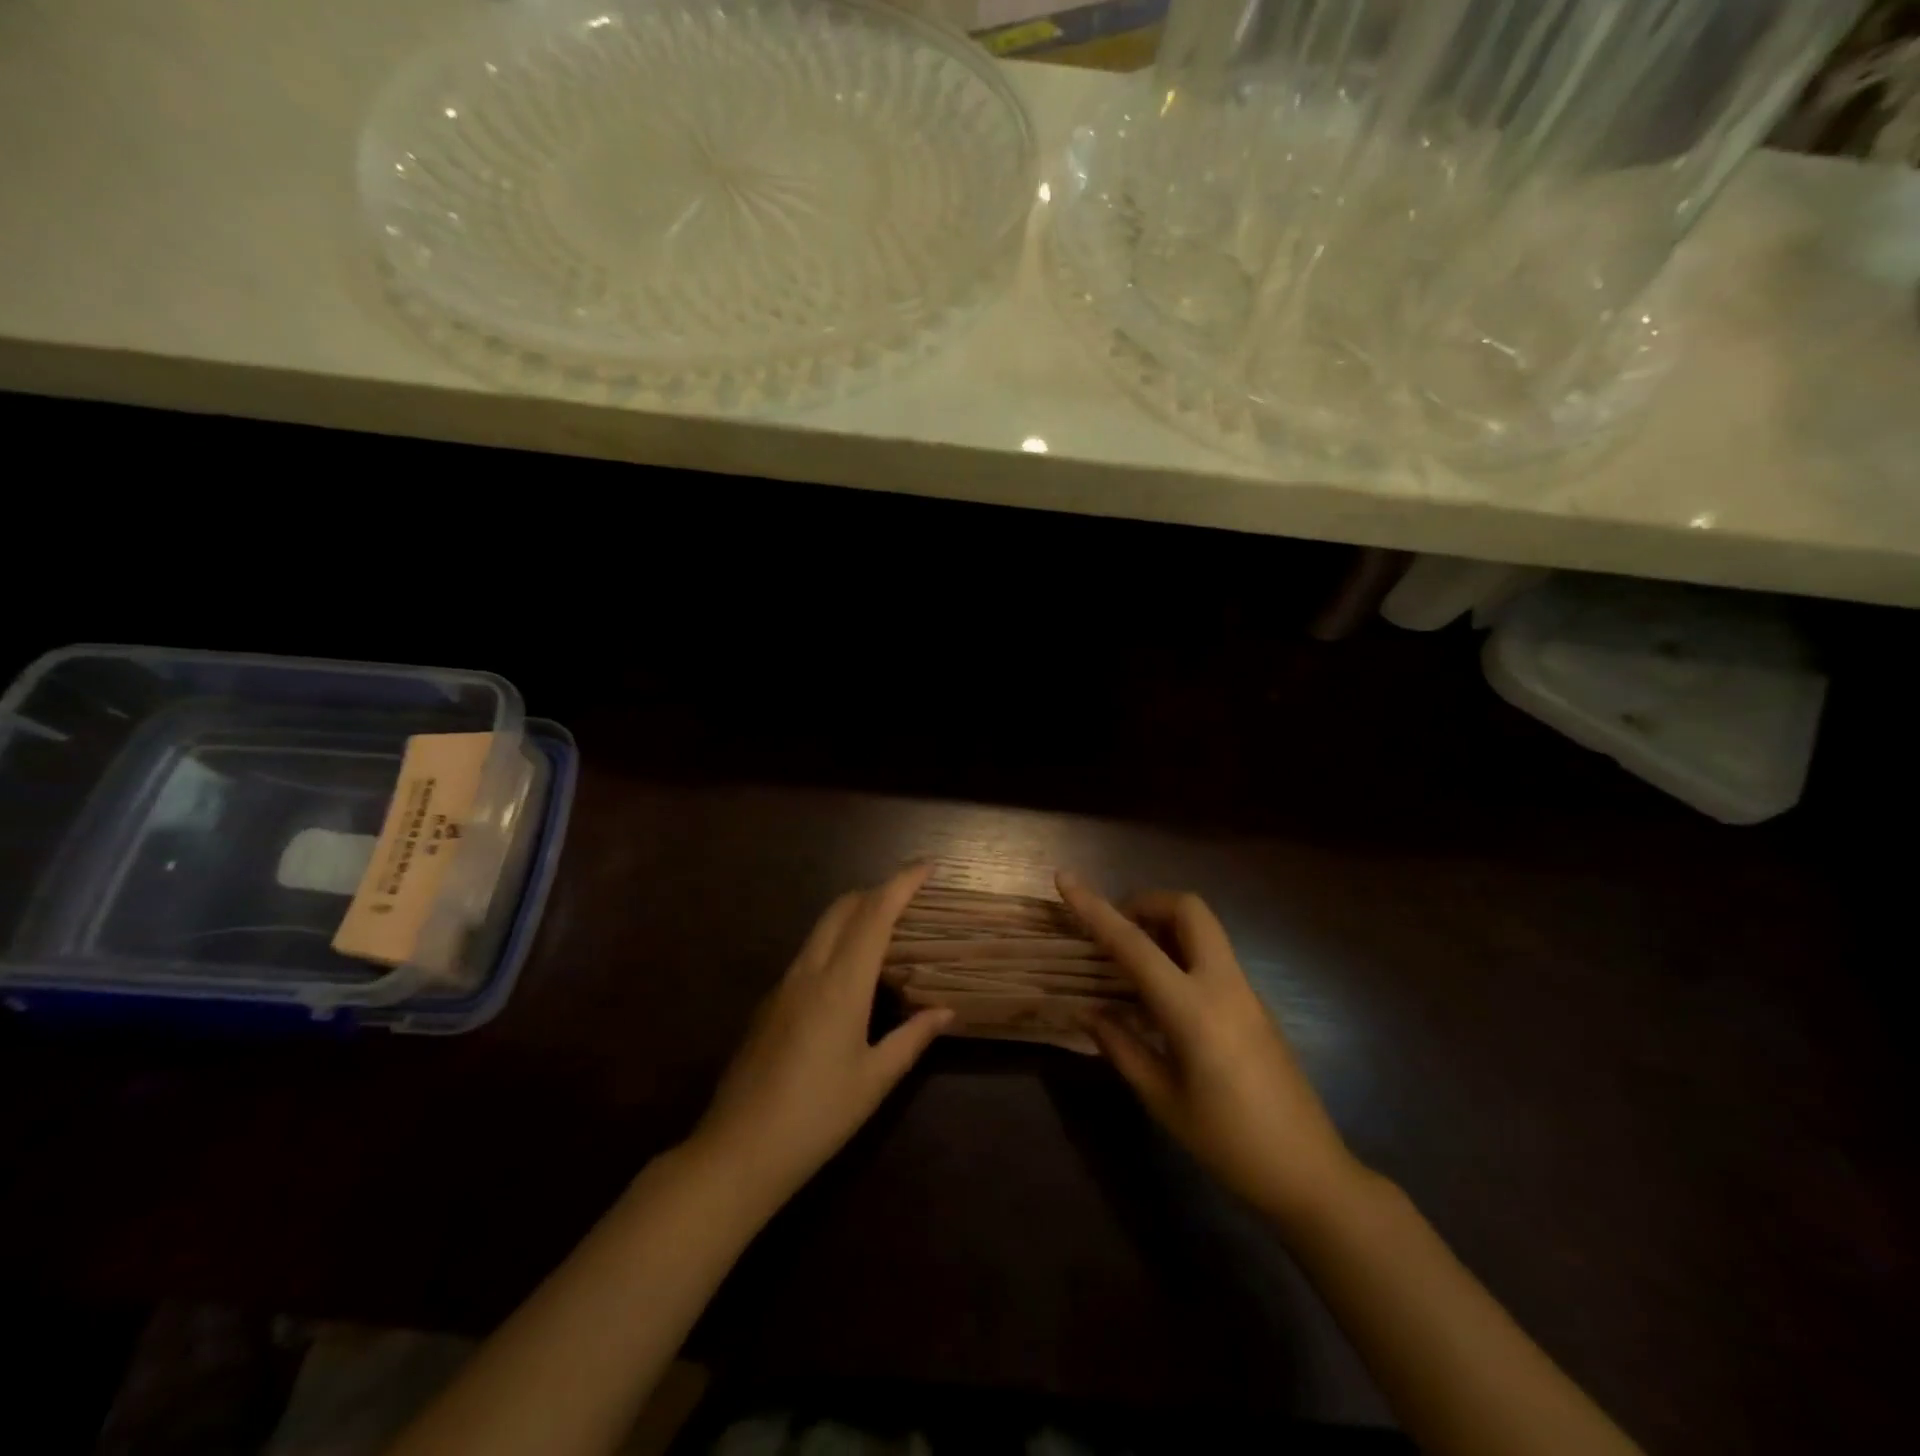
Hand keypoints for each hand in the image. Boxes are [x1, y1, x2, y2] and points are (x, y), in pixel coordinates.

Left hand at [691, 864, 953, 1206]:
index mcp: (841, 984)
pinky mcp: (768, 1003)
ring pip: (821, 929)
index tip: (926, 865)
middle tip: (909, 900)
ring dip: (854, 916)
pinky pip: (808, 954)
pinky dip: (835, 944)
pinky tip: (849, 979)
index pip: (874, 914)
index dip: (901, 883)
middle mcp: (809, 971)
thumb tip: (945, 1012)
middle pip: (843, 908)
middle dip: (876, 892)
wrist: (738, 1150)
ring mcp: (783, 985)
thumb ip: (912, 1038)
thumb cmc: (817, 1116)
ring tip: (885, 934)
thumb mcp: (874, 1080)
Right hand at [1057, 872, 1366, 1227]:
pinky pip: (1213, 954)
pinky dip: (1181, 950)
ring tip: (1132, 960)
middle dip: (1146, 903)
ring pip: (1203, 927)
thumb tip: (1088, 1011)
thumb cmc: (1228, 1142)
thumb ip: (1121, 1046)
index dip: (1095, 909)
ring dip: (1164, 924)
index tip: (1065, 880)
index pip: (1134, 944)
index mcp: (1193, 1009)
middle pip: (1188, 909)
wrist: (1309, 1172)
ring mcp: (1245, 990)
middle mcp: (1223, 984)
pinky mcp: (1255, 1002)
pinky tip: (1161, 992)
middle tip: (1117, 931)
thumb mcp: (1162, 1099)